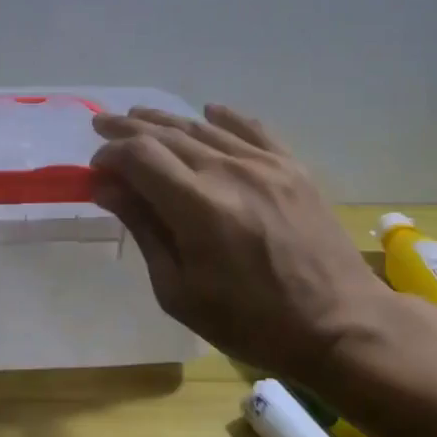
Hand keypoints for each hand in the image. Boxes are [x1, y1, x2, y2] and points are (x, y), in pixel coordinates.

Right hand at [90, 104, 388, 375]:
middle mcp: (229, 172)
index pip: (139, 156)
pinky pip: (253, 128)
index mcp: (198, 207)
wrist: (340, 325)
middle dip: (128, 129)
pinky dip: (226, 117)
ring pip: (204, 128)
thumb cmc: (251, 322)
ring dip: (166, 120)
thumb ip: (143, 230)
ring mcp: (266, 165)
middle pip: (167, 134)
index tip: (96, 170)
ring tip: (139, 118)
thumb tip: (106, 186)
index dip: (111, 155)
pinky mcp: (293, 168)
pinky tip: (208, 111)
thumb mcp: (179, 291)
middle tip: (102, 127)